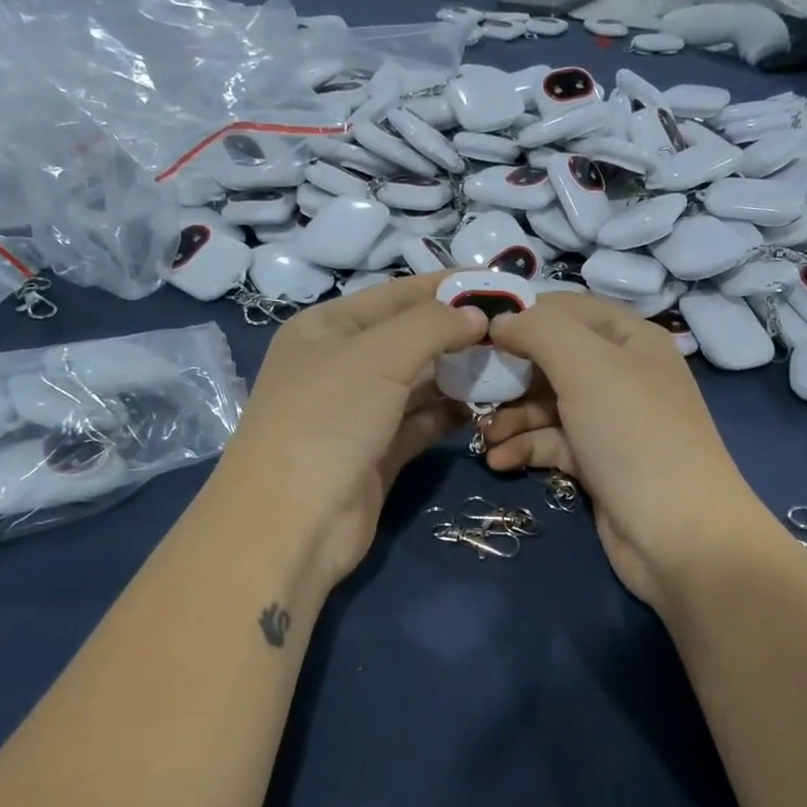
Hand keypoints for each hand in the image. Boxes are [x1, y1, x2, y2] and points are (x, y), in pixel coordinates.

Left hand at [207, 273, 484, 593]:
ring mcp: (359, 414)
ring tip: (505, 368)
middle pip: (409, 339)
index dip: (446, 287)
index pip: (395, 295)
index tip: (499, 285)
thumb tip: (477, 314)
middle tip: (512, 331)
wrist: (293, 521)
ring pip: (418, 384)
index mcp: (326, 329)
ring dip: (457, 376)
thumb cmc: (328, 420)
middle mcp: (340, 366)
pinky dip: (447, 416)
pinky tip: (479, 410)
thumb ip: (432, 325)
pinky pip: (420, 424)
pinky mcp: (377, 455)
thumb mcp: (378, 355)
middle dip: (457, 333)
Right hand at [478, 294, 775, 609]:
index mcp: (630, 339)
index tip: (477, 332)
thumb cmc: (633, 435)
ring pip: (547, 405)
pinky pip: (552, 444)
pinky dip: (525, 448)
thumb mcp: (587, 366)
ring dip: (511, 417)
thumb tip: (501, 321)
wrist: (678, 534)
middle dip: (511, 375)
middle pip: (552, 359)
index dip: (522, 315)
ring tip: (484, 435)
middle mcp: (622, 375)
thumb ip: (539, 330)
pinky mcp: (598, 463)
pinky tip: (499, 461)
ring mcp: (610, 422)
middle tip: (472, 389)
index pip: (567, 309)